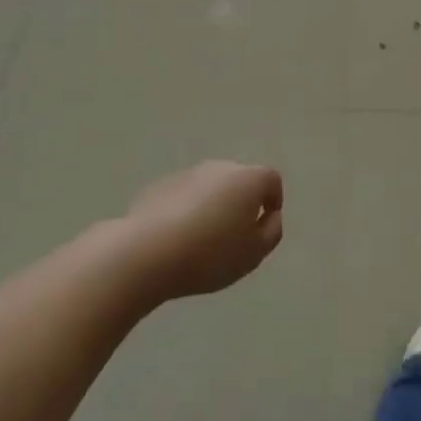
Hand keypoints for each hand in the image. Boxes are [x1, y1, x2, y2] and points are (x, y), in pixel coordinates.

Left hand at [124, 160, 283, 301]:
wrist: (147, 252)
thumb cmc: (211, 254)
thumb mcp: (254, 253)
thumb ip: (271, 231)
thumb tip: (270, 216)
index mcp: (248, 179)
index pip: (271, 180)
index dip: (273, 202)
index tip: (263, 228)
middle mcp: (220, 167)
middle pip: (240, 180)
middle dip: (241, 203)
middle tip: (234, 238)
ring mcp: (187, 173)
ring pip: (210, 188)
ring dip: (213, 207)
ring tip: (203, 242)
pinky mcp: (160, 186)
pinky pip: (184, 196)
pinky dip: (187, 211)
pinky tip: (177, 240)